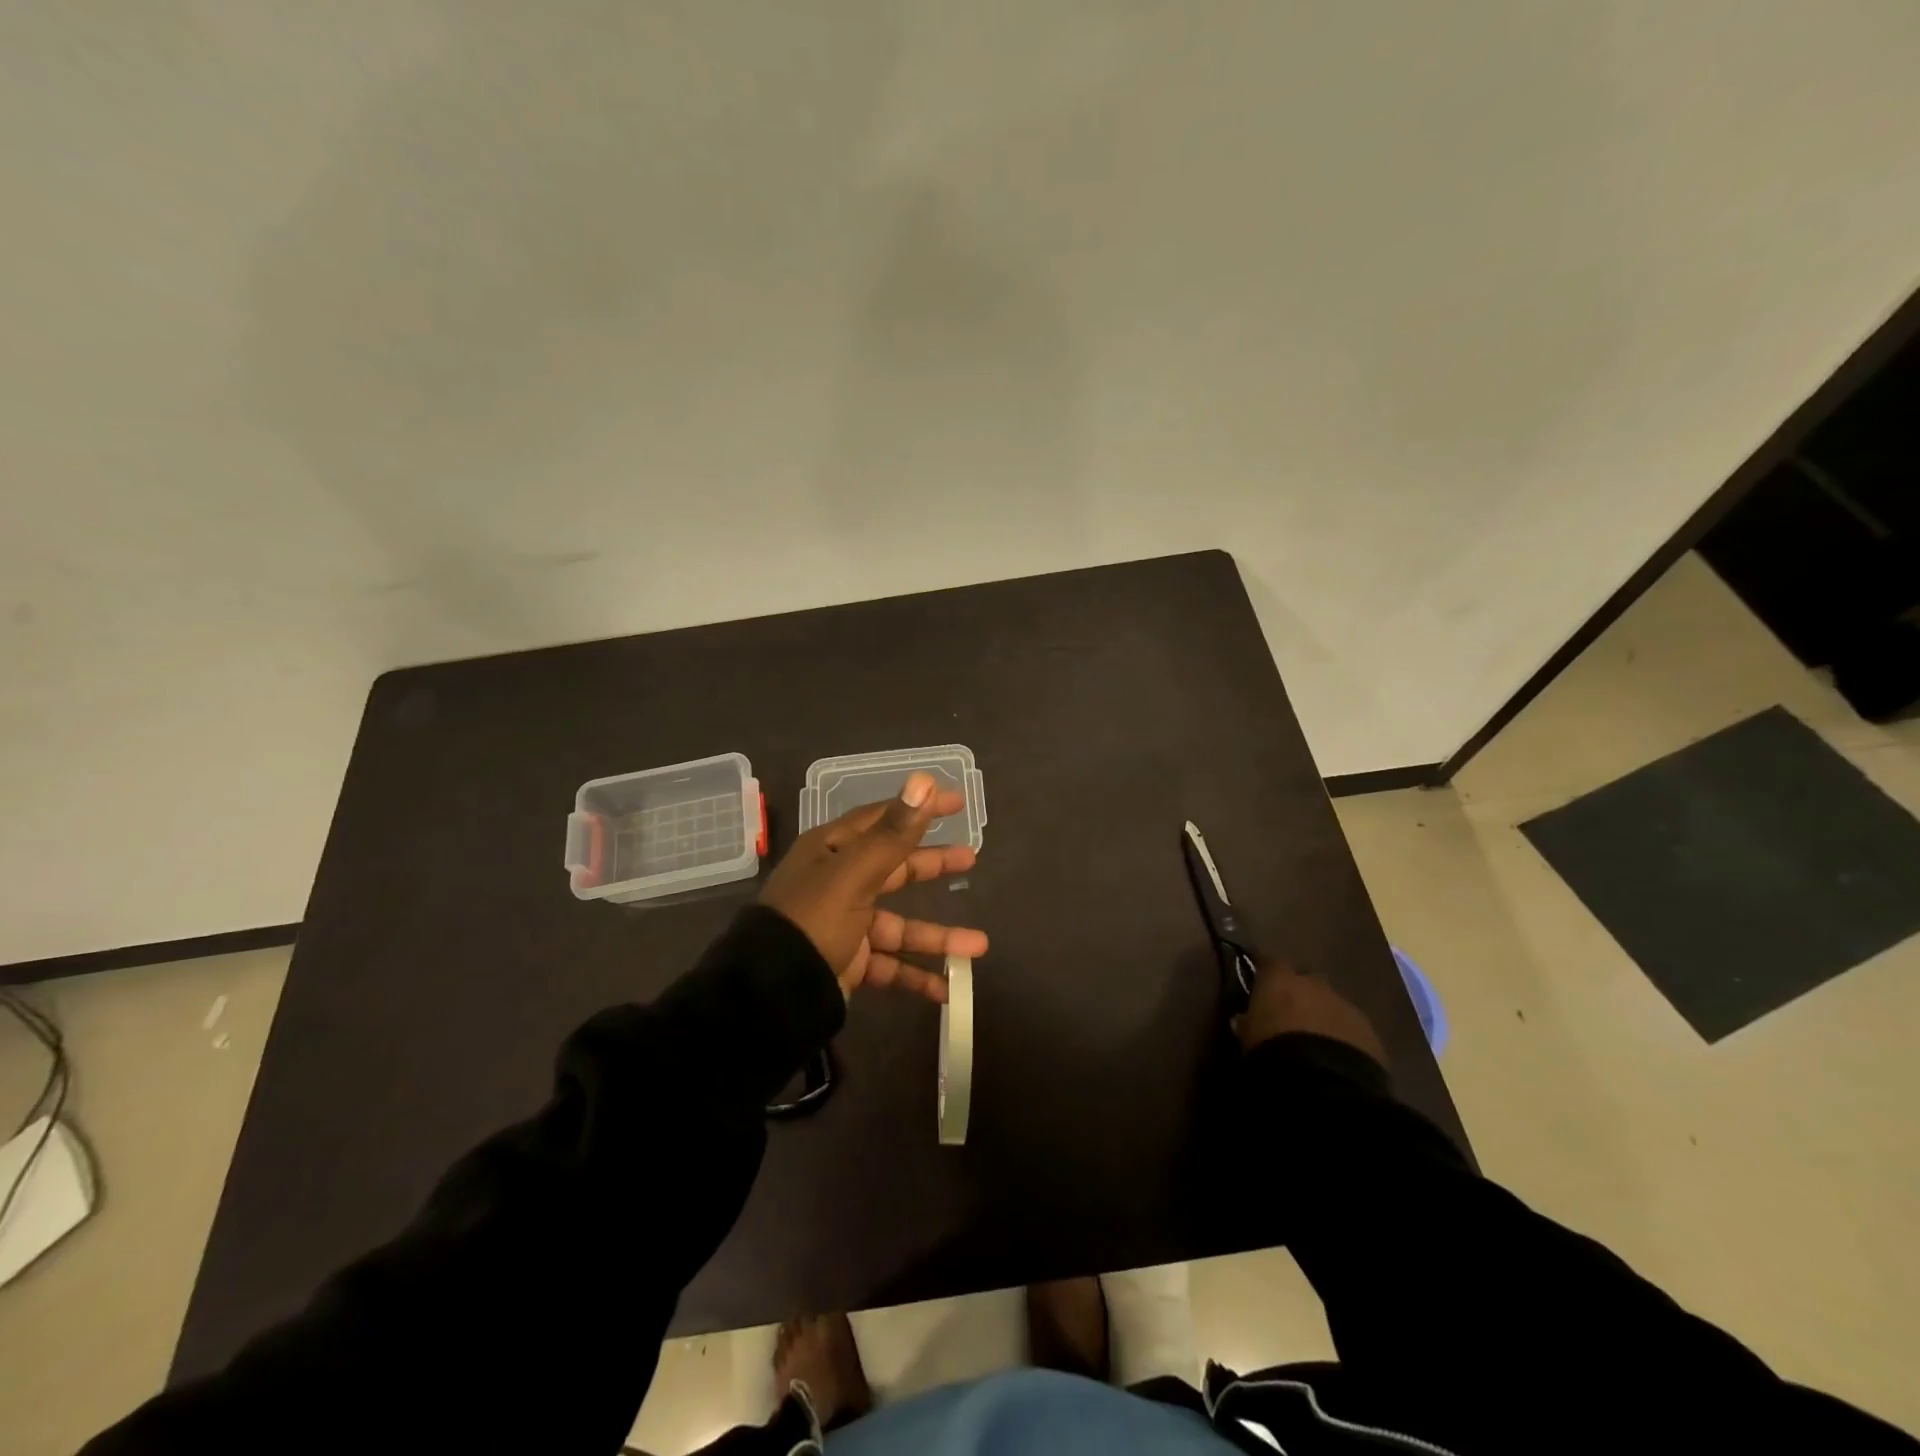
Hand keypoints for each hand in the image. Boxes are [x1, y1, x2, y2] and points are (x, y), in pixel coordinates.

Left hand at [760, 771, 987, 1001]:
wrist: (771, 994)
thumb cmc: (813, 920)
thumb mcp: (854, 874)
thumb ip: (893, 834)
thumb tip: (924, 780)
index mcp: (832, 851)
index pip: (882, 819)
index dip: (918, 810)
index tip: (956, 803)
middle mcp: (838, 882)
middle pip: (895, 869)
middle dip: (933, 866)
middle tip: (972, 859)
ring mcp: (845, 925)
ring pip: (900, 926)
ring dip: (938, 936)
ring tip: (979, 945)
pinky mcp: (850, 962)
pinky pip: (891, 965)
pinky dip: (917, 976)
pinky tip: (948, 988)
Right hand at [1235, 959, 1388, 1065]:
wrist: (1324, 1081)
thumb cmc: (1273, 1049)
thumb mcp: (1247, 1036)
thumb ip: (1247, 1022)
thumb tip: (1243, 1018)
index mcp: (1281, 979)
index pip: (1270, 962)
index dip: (1266, 973)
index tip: (1260, 983)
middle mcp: (1315, 984)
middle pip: (1306, 981)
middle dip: (1300, 995)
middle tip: (1290, 1016)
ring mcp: (1346, 1007)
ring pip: (1332, 1005)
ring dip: (1324, 1017)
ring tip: (1315, 1043)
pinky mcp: (1370, 1034)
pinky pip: (1353, 1030)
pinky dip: (1344, 1038)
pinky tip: (1337, 1059)